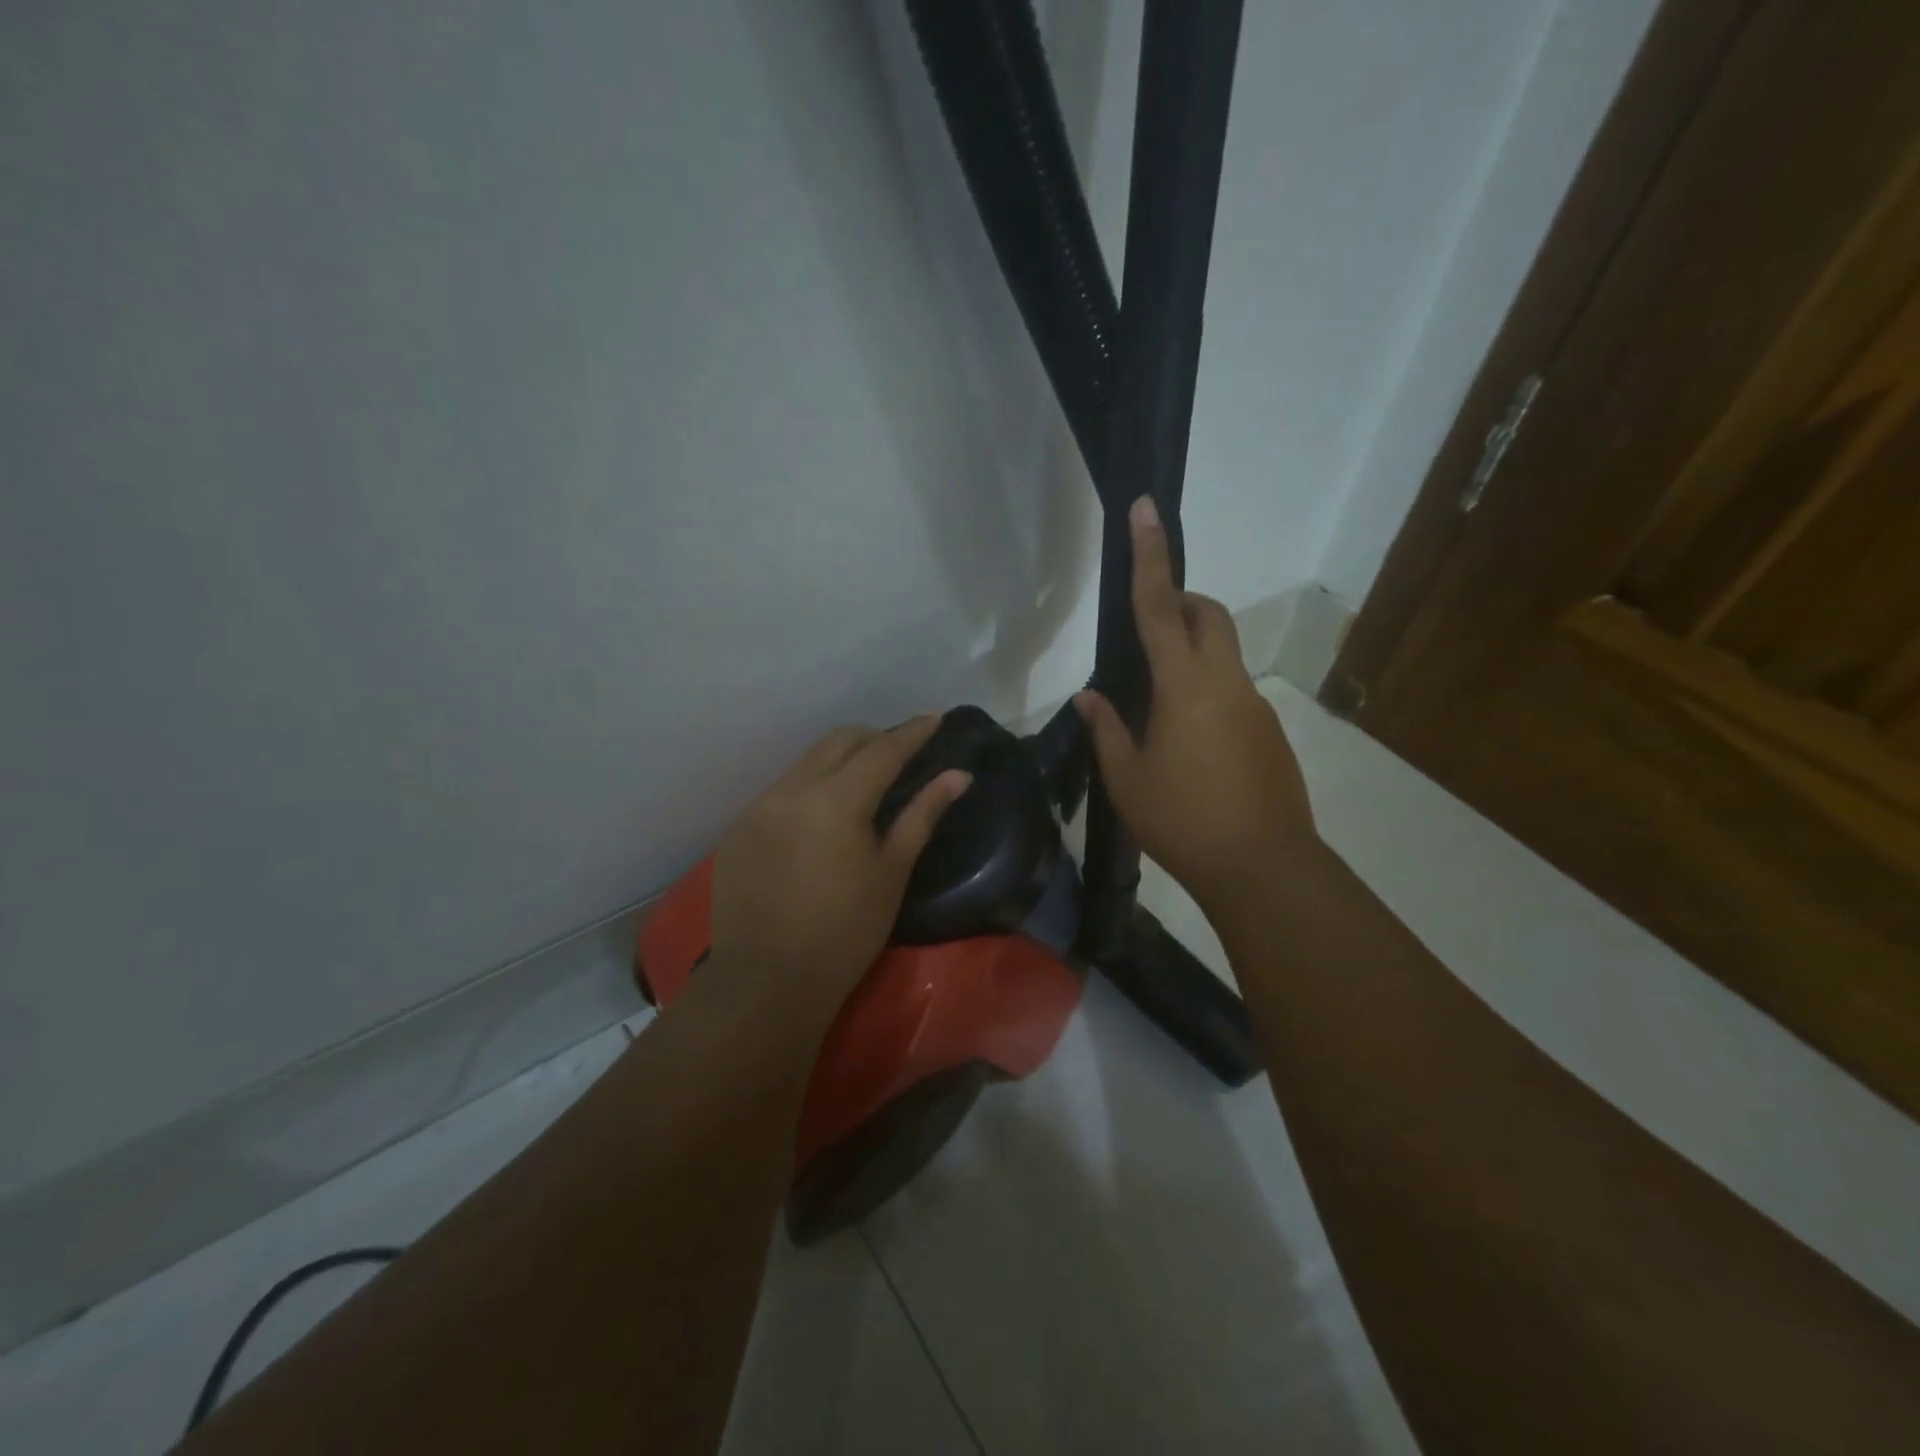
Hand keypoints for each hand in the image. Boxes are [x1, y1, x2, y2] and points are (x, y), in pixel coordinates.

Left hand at [709, 718, 969, 1011]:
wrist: (768, 982)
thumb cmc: (846, 931)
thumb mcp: (892, 871)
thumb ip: (923, 814)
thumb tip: (958, 775)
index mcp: (836, 799)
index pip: (882, 750)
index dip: (911, 733)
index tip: (933, 718)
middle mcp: (792, 789)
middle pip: (839, 741)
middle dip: (873, 738)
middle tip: (900, 751)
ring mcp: (759, 807)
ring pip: (806, 762)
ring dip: (839, 759)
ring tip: (863, 779)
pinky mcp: (740, 828)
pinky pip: (782, 789)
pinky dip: (810, 786)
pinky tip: (822, 815)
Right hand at [1075, 496, 1316, 913]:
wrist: (1263, 867)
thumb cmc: (1183, 821)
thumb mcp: (1127, 778)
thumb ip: (1107, 729)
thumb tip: (1090, 697)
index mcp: (1185, 685)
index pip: (1162, 606)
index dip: (1150, 556)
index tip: (1146, 509)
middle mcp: (1226, 682)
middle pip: (1209, 615)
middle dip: (1180, 602)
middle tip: (1146, 631)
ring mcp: (1254, 705)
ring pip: (1222, 653)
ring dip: (1191, 653)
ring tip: (1156, 706)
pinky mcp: (1268, 730)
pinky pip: (1232, 690)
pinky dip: (1205, 691)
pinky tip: (1187, 742)